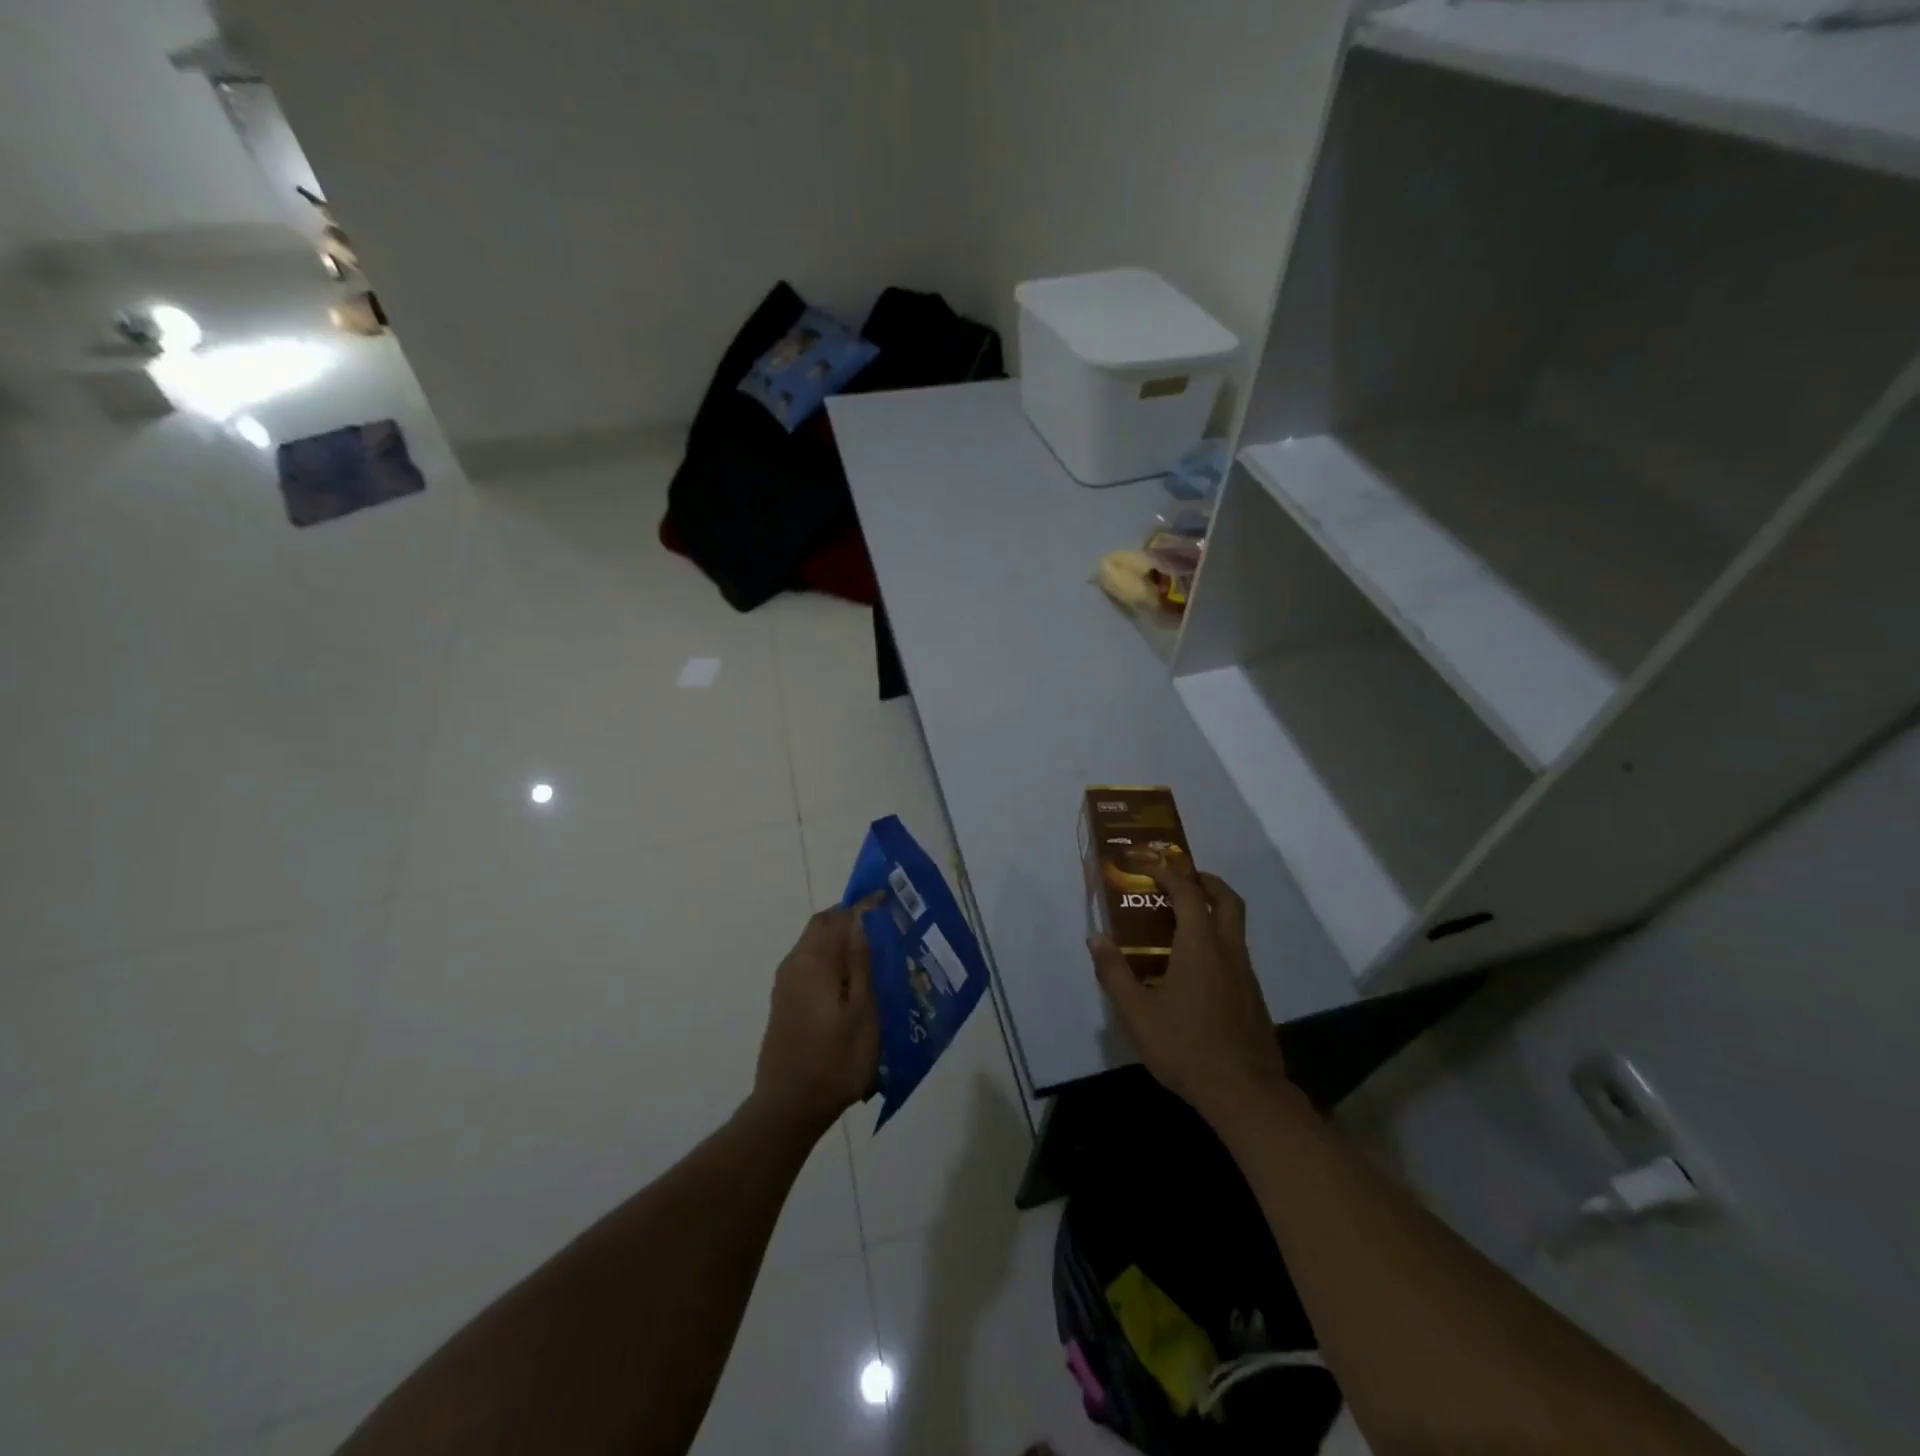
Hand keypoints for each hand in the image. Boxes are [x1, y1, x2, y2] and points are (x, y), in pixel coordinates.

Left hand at [751, 897, 881, 1140]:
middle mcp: (795, 964)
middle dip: (852, 919)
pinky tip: (854, 981)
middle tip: (886, 928)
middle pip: (823, 925)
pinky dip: (832, 959)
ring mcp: (786, 984)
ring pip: (816, 944)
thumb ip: (861, 962)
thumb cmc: (835, 1061)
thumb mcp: (862, 1012)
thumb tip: (862, 918)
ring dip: (842, 940)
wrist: (788, 1108)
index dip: (865, 905)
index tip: (891, 903)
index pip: (839, 916)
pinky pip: (811, 964)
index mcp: (814, 961)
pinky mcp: (785, 1001)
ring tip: (876, 954)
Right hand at [1087, 859, 1288, 1125]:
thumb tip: (1096, 938)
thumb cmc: (1186, 1047)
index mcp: (1200, 946)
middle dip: (1205, 881)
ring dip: (1213, 910)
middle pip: (1227, 899)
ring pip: (1234, 926)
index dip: (1169, 872)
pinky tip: (1195, 967)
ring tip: (1181, 921)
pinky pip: (1235, 952)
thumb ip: (1115, 973)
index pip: (1188, 892)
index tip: (1149, 864)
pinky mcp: (1253, 996)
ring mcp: (1245, 974)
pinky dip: (1217, 940)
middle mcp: (1228, 950)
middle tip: (1180, 878)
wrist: (1246, 1093)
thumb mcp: (1138, 1013)